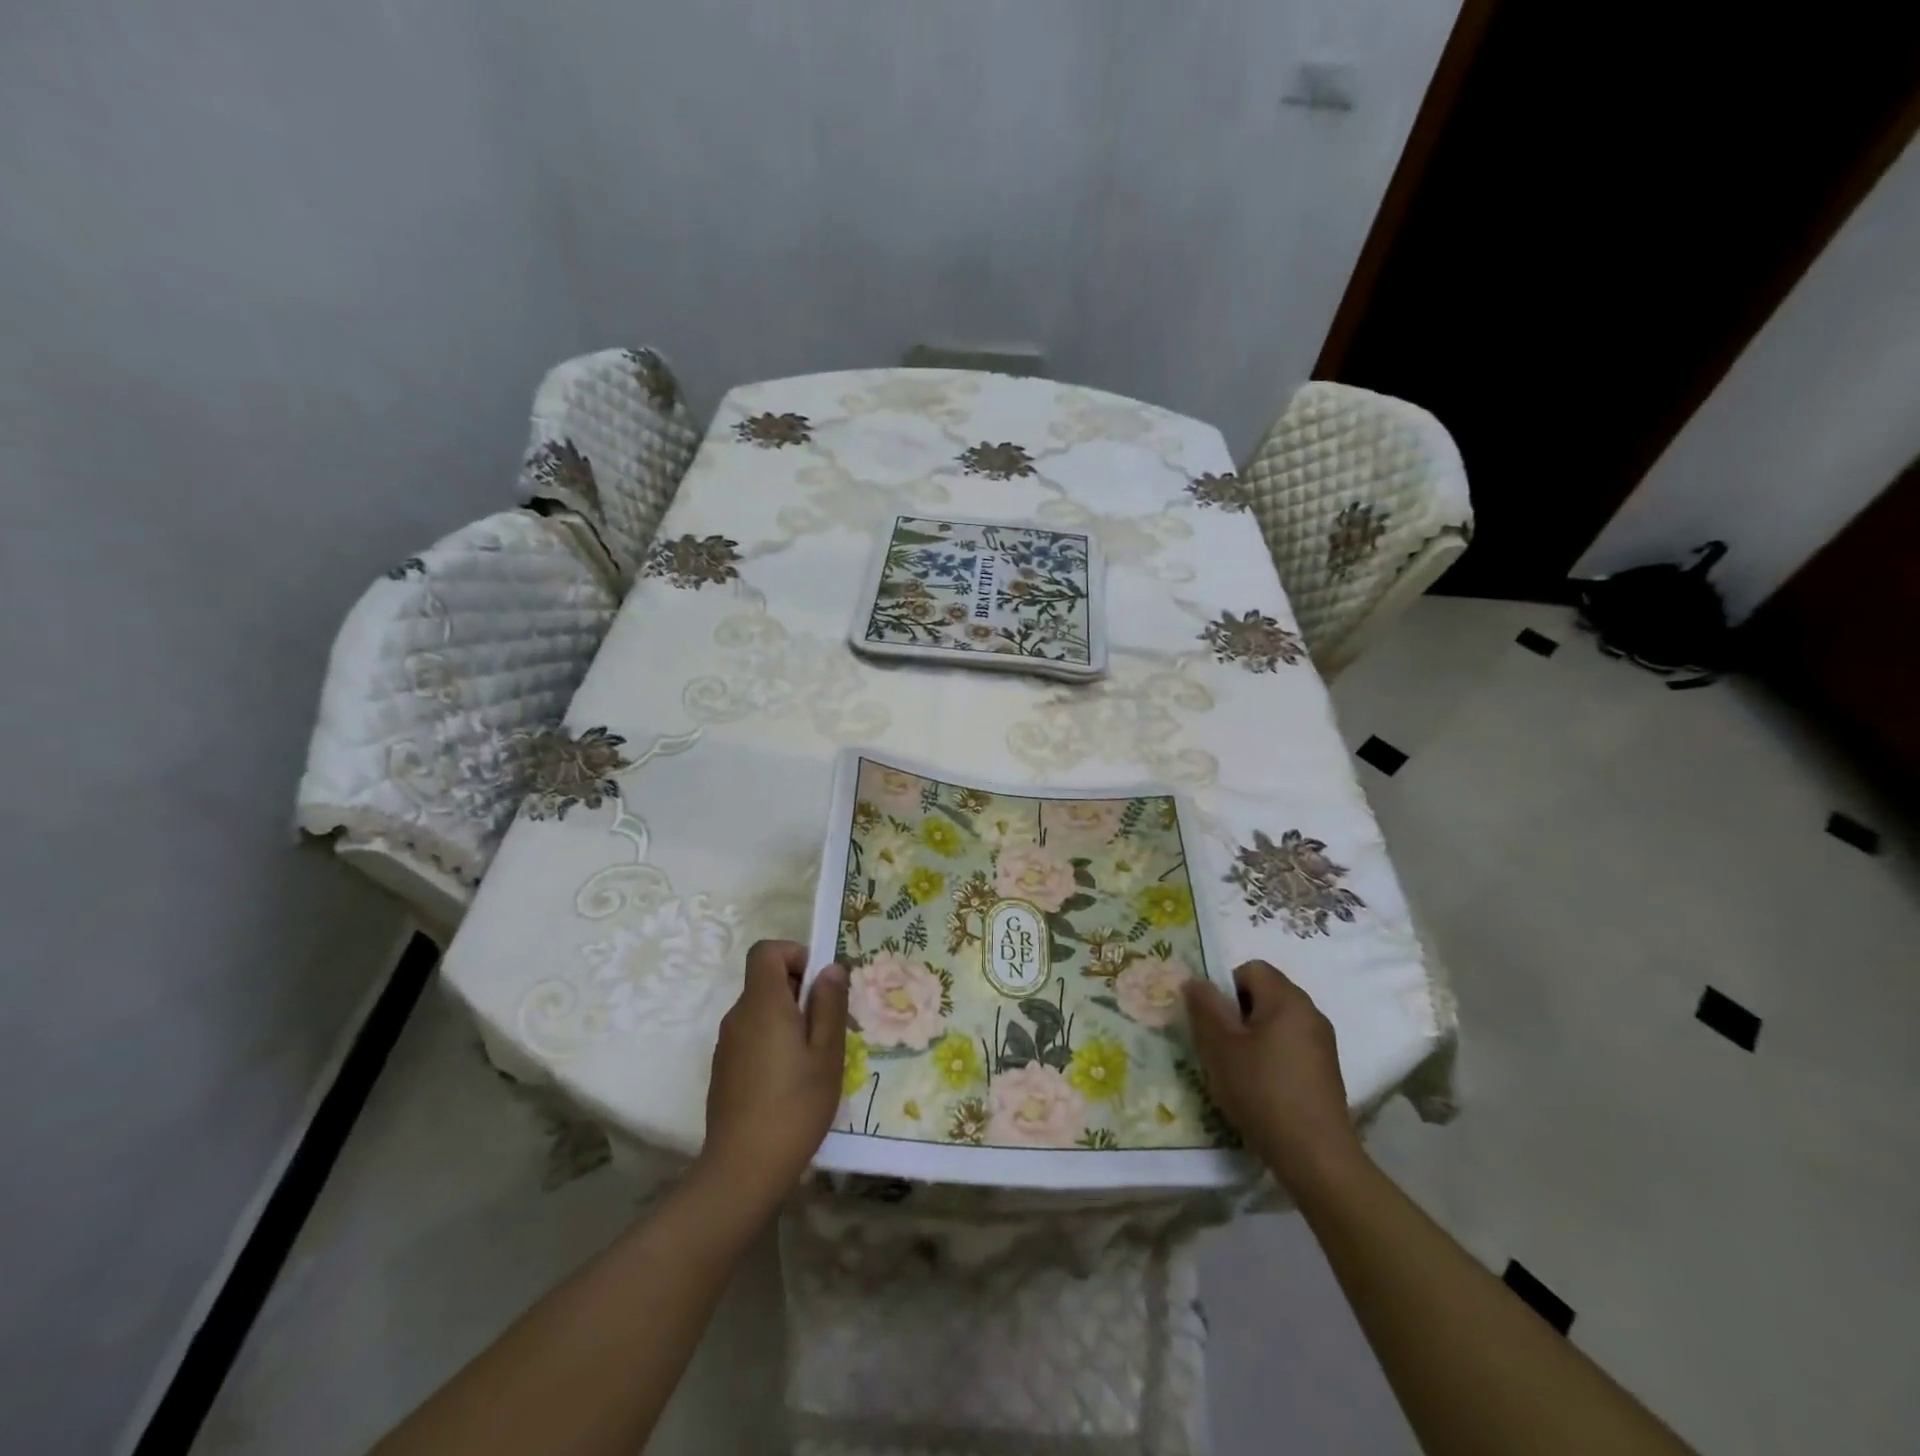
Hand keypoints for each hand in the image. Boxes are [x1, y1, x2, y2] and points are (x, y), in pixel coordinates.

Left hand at [696, 940, 847, 1216]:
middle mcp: (738, 1016)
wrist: (742, 1170)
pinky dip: (773, 1042)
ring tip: (814, 1057)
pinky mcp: (724, 1069)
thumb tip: (831, 968)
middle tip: (828, 1026)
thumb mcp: (827, 1053)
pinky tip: (791, 1081)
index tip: (819, 983)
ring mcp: (727, 1044)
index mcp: (763, 1004)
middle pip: (765, 980)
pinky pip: (752, 1036)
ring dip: (788, 1019)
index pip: (766, 950)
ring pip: (761, 1011)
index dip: (794, 954)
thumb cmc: (794, 1106)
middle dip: (799, 991)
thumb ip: (829, 1004)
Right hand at [1183, 960, 1365, 1194]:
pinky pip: (1290, 1046)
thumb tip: (1195, 980)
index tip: (1214, 1022)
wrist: (1316, 1157)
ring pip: (1276, 1022)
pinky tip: (1261, 1088)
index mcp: (1287, 999)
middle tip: (1220, 1046)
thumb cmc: (1262, 1092)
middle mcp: (1310, 1012)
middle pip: (1265, 993)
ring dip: (1253, 1036)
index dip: (1226, 988)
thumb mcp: (1220, 1047)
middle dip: (1237, 1013)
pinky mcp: (1326, 1071)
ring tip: (1237, 1070)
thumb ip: (1205, 1008)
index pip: (1251, 969)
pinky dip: (1272, 1056)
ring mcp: (1322, 1043)